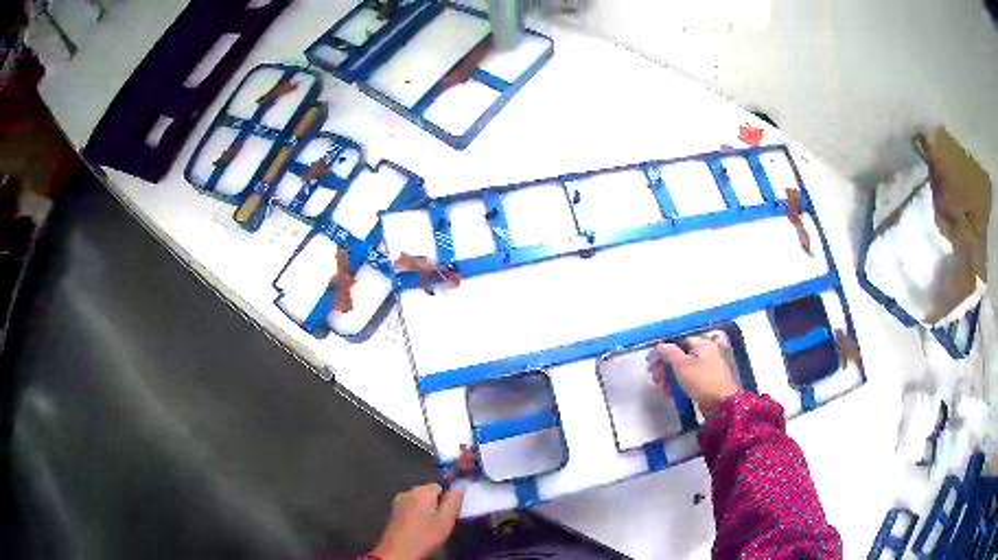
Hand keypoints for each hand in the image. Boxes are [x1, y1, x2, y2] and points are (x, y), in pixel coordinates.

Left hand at [370, 483, 463, 559]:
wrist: (399, 550)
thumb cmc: (426, 534)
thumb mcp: (447, 519)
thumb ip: (454, 500)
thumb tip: (459, 486)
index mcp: (422, 490)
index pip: (440, 487)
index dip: (447, 500)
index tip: (449, 514)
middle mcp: (407, 491)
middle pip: (427, 493)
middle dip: (436, 505)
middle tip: (441, 522)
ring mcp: (397, 502)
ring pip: (418, 502)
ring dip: (425, 511)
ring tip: (430, 527)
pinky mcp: (392, 513)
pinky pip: (409, 509)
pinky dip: (415, 516)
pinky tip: (418, 529)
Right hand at [651, 333, 739, 416]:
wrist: (721, 404)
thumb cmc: (701, 380)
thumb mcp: (681, 365)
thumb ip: (669, 353)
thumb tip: (661, 345)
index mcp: (703, 344)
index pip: (679, 341)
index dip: (664, 350)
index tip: (651, 361)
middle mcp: (707, 353)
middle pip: (681, 355)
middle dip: (665, 366)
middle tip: (654, 376)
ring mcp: (708, 368)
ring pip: (684, 369)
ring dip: (670, 376)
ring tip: (660, 386)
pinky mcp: (707, 383)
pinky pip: (690, 379)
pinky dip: (679, 384)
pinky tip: (670, 392)